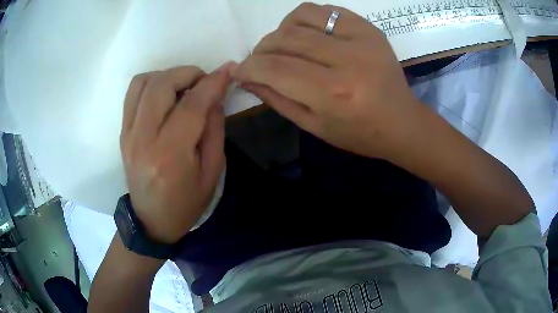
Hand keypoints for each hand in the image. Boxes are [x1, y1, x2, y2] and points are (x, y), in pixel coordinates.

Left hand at [120, 64, 231, 243]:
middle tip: (203, 82)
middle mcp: (144, 139)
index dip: (212, 82)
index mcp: (170, 155)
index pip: (192, 105)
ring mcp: (129, 134)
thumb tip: (216, 94)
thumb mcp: (212, 171)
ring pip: (143, 82)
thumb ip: (214, 128)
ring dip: (168, 75)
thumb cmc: (186, 203)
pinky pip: (133, 93)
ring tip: (183, 87)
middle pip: (162, 85)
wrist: (152, 220)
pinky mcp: (123, 132)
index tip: (227, 70)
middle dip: (188, 73)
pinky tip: (165, 95)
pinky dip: (151, 83)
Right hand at [230, 3, 420, 158]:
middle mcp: (347, 60)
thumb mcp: (314, 126)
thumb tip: (247, 77)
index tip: (240, 70)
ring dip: (282, 29)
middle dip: (261, 49)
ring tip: (284, 45)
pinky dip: (307, 19)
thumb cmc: (359, 133)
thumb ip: (277, 99)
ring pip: (302, 16)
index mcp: (333, 94)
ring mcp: (361, 39)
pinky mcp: (369, 28)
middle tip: (260, 60)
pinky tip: (308, 35)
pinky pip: (326, 10)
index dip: (249, 67)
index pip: (274, 68)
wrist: (402, 122)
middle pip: (285, 39)